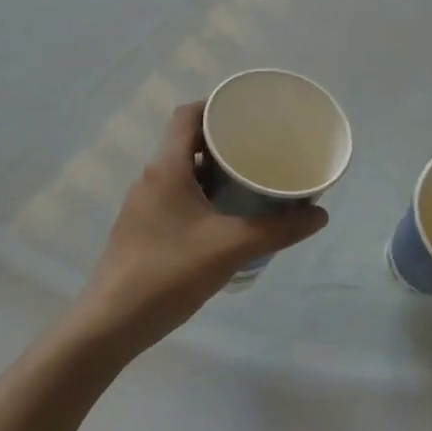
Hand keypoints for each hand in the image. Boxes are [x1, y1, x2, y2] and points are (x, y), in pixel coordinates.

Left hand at [72, 102, 326, 354]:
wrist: (111, 324)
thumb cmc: (169, 273)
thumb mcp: (232, 248)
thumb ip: (279, 230)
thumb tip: (320, 214)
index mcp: (166, 168)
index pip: (187, 115)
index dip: (216, 105)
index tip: (248, 113)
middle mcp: (150, 178)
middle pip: (186, 141)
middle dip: (223, 140)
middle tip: (259, 147)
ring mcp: (142, 205)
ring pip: (181, 171)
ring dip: (212, 170)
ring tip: (248, 180)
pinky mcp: (141, 229)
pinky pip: (175, 196)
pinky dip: (200, 194)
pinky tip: (224, 217)